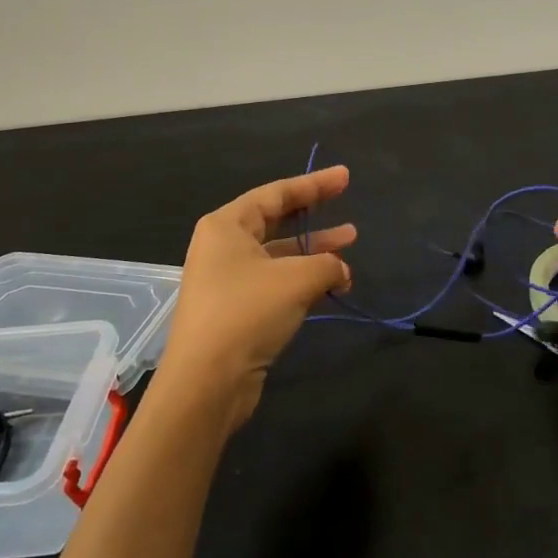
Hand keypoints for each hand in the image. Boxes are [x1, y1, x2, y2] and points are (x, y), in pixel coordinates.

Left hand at [161, 165, 355, 429]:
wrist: (207, 381)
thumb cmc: (247, 313)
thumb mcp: (296, 279)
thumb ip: (327, 264)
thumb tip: (341, 270)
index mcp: (227, 226)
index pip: (275, 193)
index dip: (313, 184)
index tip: (345, 176)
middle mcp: (223, 247)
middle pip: (275, 220)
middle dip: (313, 214)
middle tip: (346, 203)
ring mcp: (228, 280)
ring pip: (279, 254)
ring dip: (314, 251)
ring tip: (350, 243)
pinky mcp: (237, 310)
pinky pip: (276, 282)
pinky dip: (304, 280)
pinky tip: (333, 284)